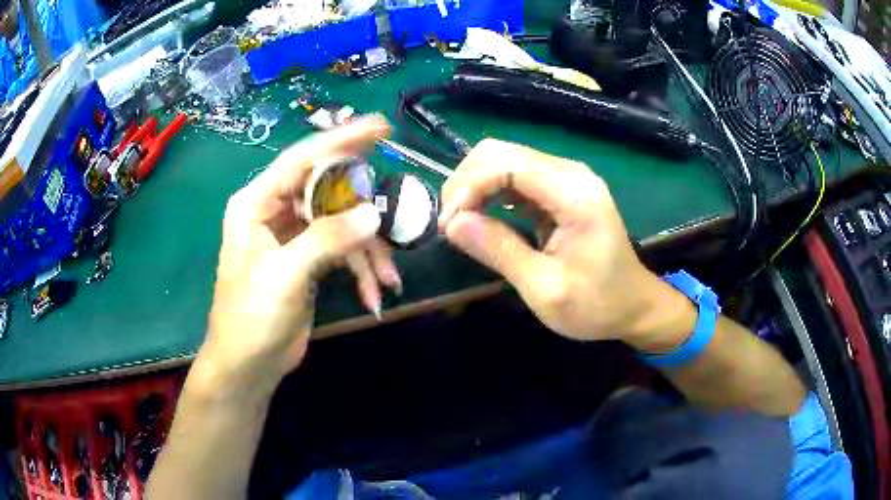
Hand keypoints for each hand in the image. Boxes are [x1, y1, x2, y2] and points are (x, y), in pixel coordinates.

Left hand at [202, 116, 400, 386]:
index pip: (302, 159)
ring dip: (367, 250)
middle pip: (328, 190)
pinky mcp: (309, 258)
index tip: (380, 128)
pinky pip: (342, 249)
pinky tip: (373, 294)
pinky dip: (361, 269)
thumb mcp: (285, 275)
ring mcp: (294, 234)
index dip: (340, 140)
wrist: (249, 364)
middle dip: (362, 210)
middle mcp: (275, 210)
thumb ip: (327, 239)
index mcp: (257, 203)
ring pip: (341, 222)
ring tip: (387, 278)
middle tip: (395, 218)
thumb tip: (374, 214)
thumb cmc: (251, 318)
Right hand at [439, 139, 694, 351]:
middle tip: (451, 224)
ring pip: (504, 160)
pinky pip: (515, 177)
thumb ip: (500, 251)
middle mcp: (570, 174)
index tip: (448, 226)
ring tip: (459, 223)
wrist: (634, 306)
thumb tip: (452, 224)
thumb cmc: (597, 304)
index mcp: (573, 193)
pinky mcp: (560, 190)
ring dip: (474, 186)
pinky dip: (490, 193)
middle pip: (500, 152)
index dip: (468, 187)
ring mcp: (566, 179)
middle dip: (466, 183)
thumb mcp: (545, 289)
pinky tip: (481, 217)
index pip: (505, 163)